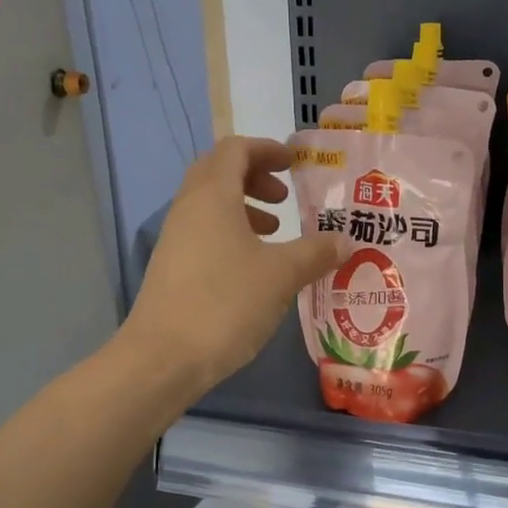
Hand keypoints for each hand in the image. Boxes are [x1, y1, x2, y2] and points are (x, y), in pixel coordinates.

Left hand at [122, 137, 340, 394]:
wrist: (163, 358)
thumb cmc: (226, 303)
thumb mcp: (281, 275)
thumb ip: (315, 252)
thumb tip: (344, 241)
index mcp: (212, 195)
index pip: (235, 149)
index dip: (267, 149)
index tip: (294, 163)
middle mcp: (188, 208)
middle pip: (219, 172)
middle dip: (255, 176)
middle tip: (285, 197)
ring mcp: (175, 238)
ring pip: (211, 205)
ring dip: (244, 207)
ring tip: (275, 231)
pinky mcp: (172, 267)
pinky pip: (204, 232)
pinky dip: (231, 233)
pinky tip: (254, 266)